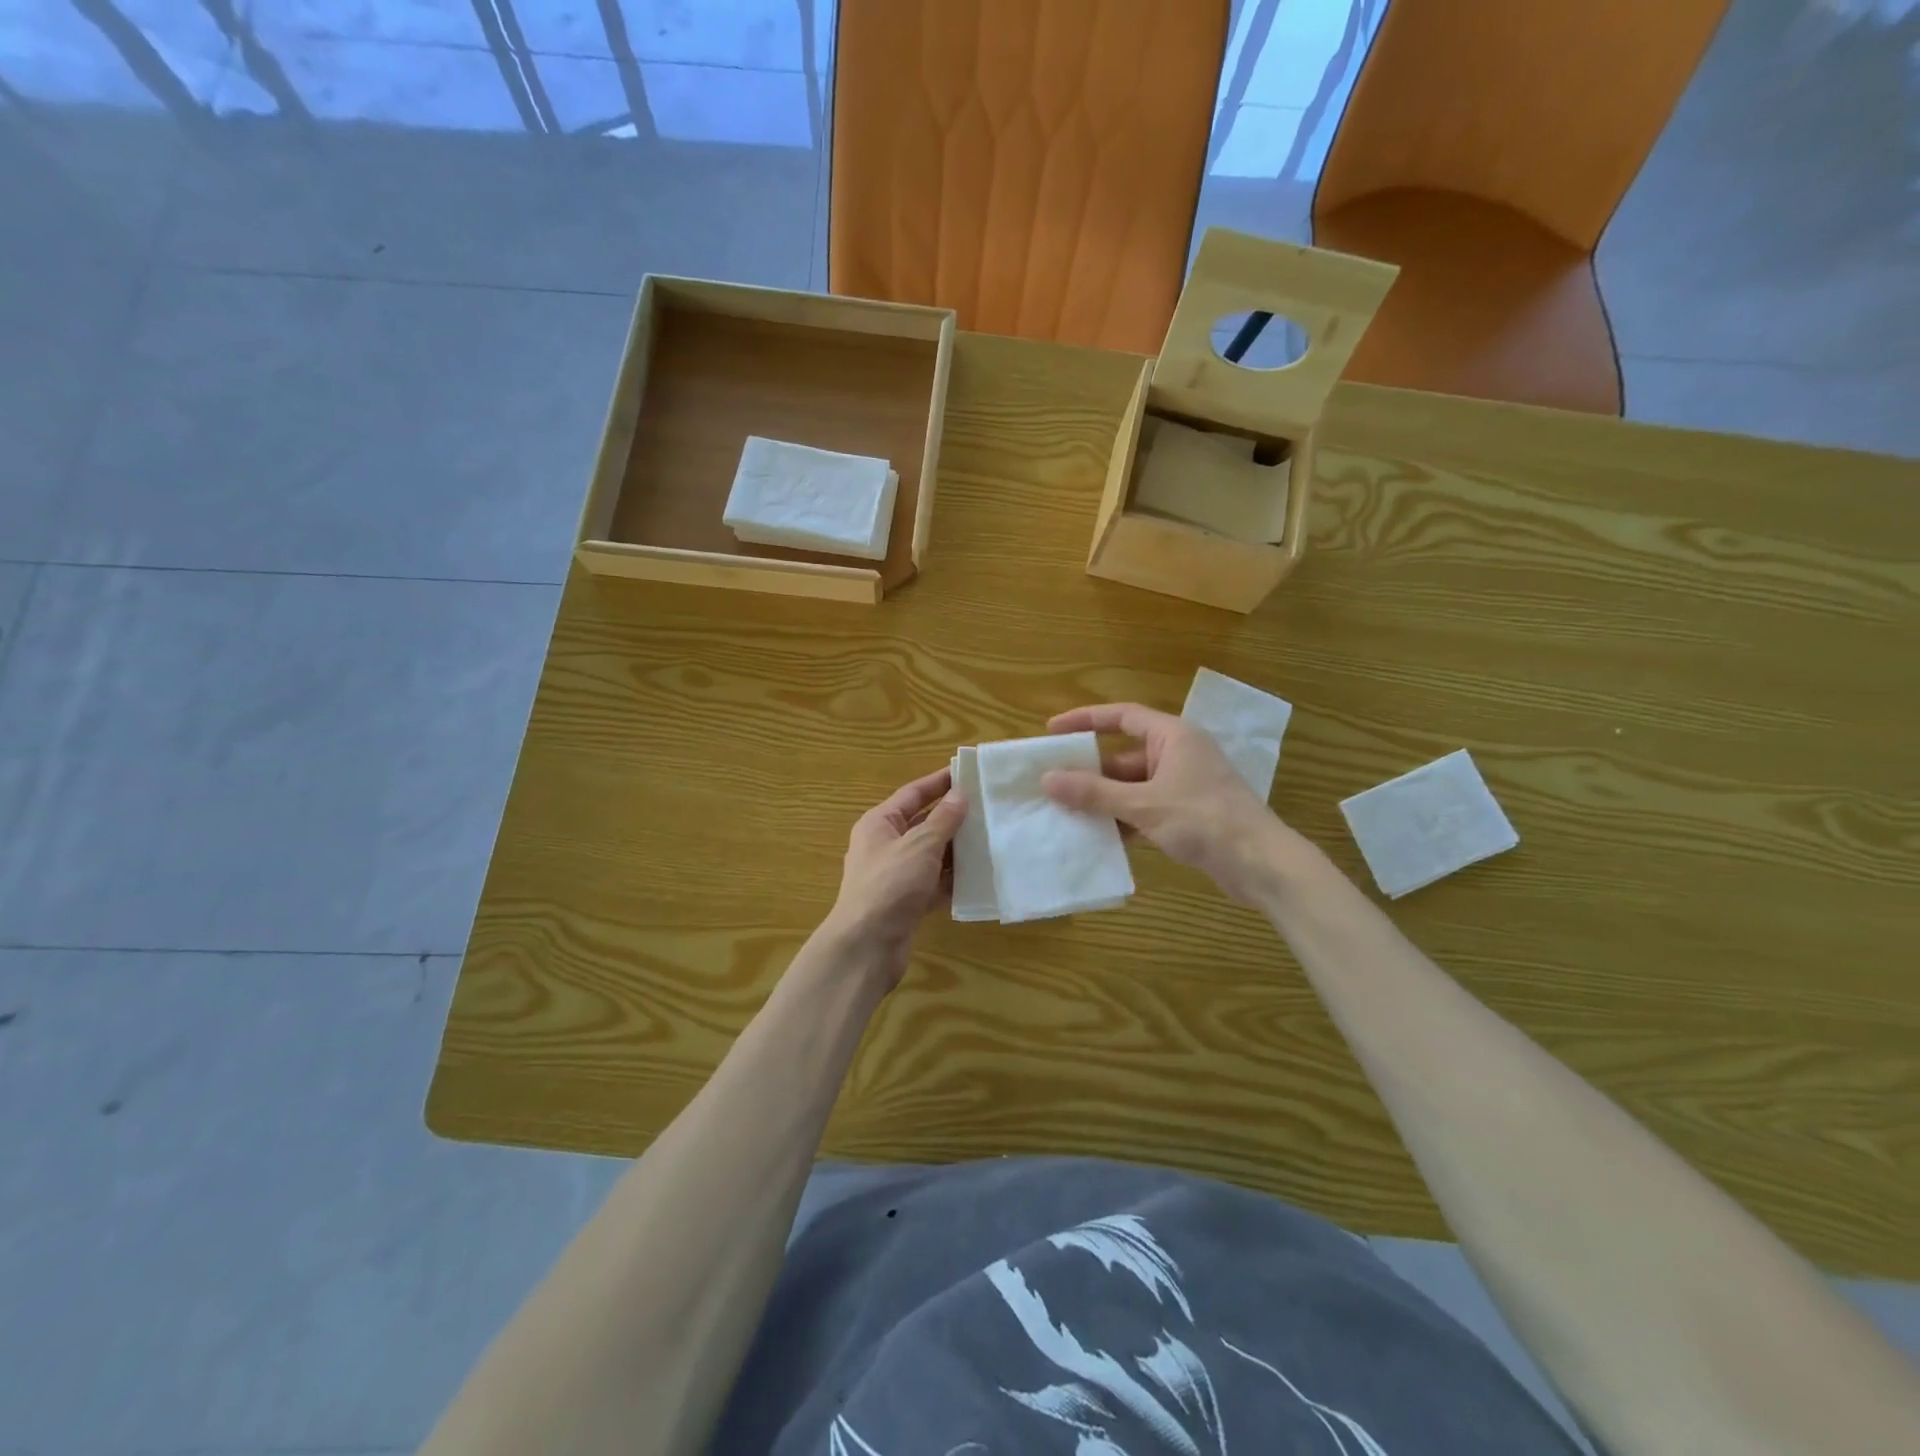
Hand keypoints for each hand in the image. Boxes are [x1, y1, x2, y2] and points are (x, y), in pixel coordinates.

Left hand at [825, 765, 967, 986]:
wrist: (867, 946)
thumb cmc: (890, 885)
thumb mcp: (920, 846)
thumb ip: (943, 820)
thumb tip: (960, 794)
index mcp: (879, 823)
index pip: (913, 793)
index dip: (939, 781)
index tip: (968, 772)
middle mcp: (885, 845)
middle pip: (923, 823)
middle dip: (953, 817)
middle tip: (988, 806)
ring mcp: (895, 876)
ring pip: (931, 855)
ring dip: (957, 849)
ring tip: (991, 837)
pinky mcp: (906, 902)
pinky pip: (934, 883)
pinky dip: (953, 879)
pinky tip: (980, 875)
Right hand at [1041, 702, 1299, 905]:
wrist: (1261, 864)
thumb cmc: (1204, 820)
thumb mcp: (1143, 805)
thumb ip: (1094, 793)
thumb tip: (1047, 779)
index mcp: (1172, 736)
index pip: (1122, 716)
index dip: (1085, 720)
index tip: (1052, 731)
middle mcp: (1178, 753)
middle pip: (1123, 755)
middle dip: (1090, 771)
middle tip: (1052, 783)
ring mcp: (1183, 785)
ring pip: (1132, 785)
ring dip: (1104, 799)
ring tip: (1066, 812)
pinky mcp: (1187, 813)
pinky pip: (1144, 807)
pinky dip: (1123, 818)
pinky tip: (1099, 836)